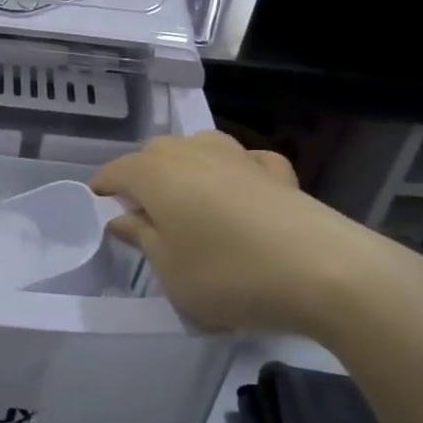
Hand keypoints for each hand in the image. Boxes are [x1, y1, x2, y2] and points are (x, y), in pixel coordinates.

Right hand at [92, 132, 422, 340]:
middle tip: (144, 214)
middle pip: (155, 154)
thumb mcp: (169, 269)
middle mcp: (192, 152)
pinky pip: (244, 162)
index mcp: (156, 173)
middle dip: (143, 177)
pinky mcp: (277, 171)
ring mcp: (238, 156)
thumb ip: (141, 238)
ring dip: (186, 168)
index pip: (117, 171)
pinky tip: (243, 192)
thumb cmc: (228, 273)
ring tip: (189, 199)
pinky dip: (235, 172)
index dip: (103, 188)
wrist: (325, 271)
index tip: (98, 206)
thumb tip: (122, 218)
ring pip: (198, 148)